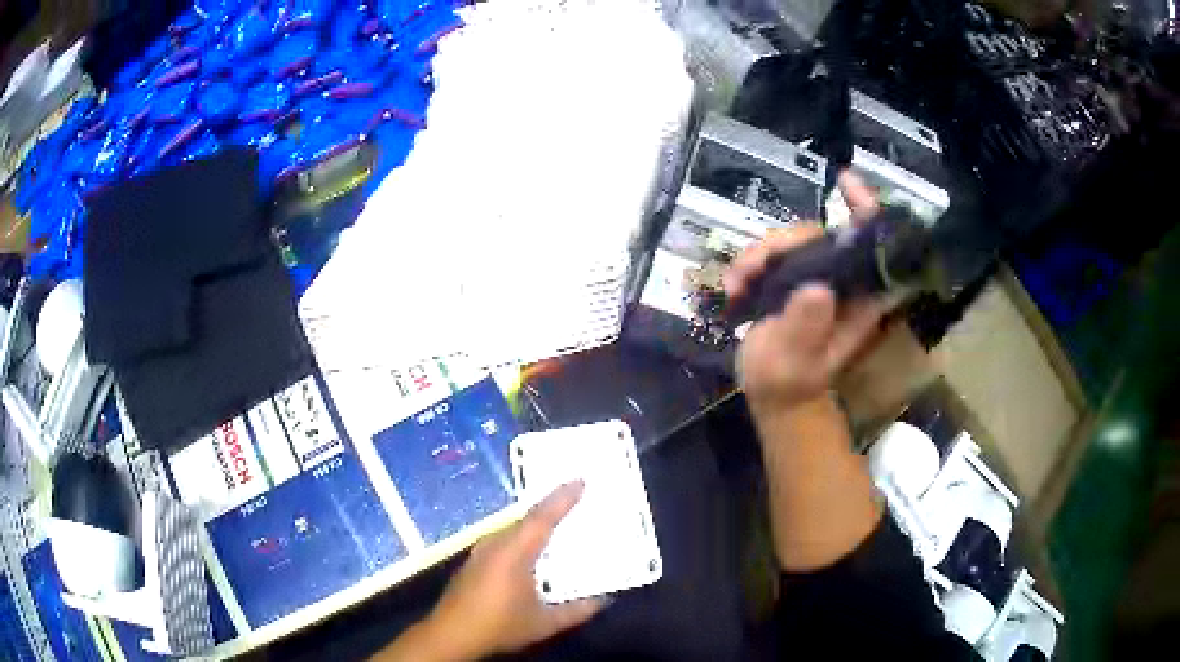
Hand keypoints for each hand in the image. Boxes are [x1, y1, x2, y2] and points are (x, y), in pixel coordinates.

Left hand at [420, 482, 604, 659]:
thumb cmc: (500, 625)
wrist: (451, 634)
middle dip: (552, 507)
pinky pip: (504, 539)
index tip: (580, 480)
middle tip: (577, 499)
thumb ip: (577, 611)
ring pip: (514, 529)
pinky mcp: (474, 561)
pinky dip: (522, 537)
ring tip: (559, 522)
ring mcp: (481, 551)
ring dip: (536, 524)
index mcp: (514, 553)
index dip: (562, 499)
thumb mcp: (544, 623)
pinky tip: (532, 550)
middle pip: (527, 519)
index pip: (542, 518)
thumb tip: (605, 599)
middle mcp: (496, 544)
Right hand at [723, 174, 885, 419]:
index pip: (874, 245)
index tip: (843, 181)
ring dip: (758, 253)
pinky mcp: (793, 281)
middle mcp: (842, 281)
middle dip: (784, 241)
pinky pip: (772, 254)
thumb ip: (804, 329)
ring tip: (736, 283)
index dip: (865, 208)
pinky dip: (749, 263)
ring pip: (792, 241)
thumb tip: (815, 289)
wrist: (773, 396)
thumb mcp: (795, 361)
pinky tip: (733, 285)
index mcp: (859, 298)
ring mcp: (816, 279)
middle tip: (752, 266)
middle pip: (821, 234)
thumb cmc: (789, 383)